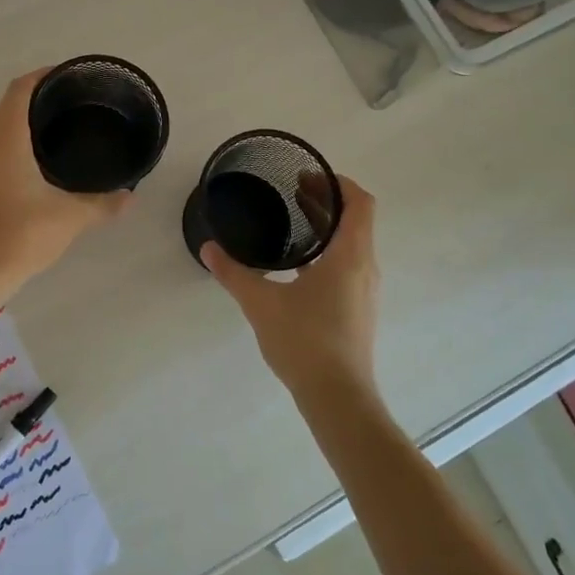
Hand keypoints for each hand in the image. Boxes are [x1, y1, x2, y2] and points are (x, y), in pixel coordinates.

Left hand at [0, 69, 131, 310]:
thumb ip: (104, 203)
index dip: (45, 75)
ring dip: (27, 115)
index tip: (73, 76)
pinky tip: (43, 153)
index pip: (21, 89)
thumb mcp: (71, 218)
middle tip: (77, 98)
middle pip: (10, 102)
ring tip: (64, 120)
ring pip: (1, 123)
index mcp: (5, 139)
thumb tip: (131, 196)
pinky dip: (17, 136)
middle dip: (40, 93)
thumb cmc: (22, 236)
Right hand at [202, 174, 379, 403]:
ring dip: (328, 226)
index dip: (338, 183)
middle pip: (356, 220)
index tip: (308, 176)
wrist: (337, 398)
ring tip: (294, 221)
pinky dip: (328, 250)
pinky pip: (349, 265)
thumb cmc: (305, 341)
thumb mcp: (261, 303)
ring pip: (353, 244)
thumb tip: (208, 248)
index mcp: (351, 256)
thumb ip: (234, 273)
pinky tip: (298, 264)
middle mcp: (366, 268)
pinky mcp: (359, 309)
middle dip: (327, 201)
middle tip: (293, 189)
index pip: (360, 203)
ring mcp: (365, 291)